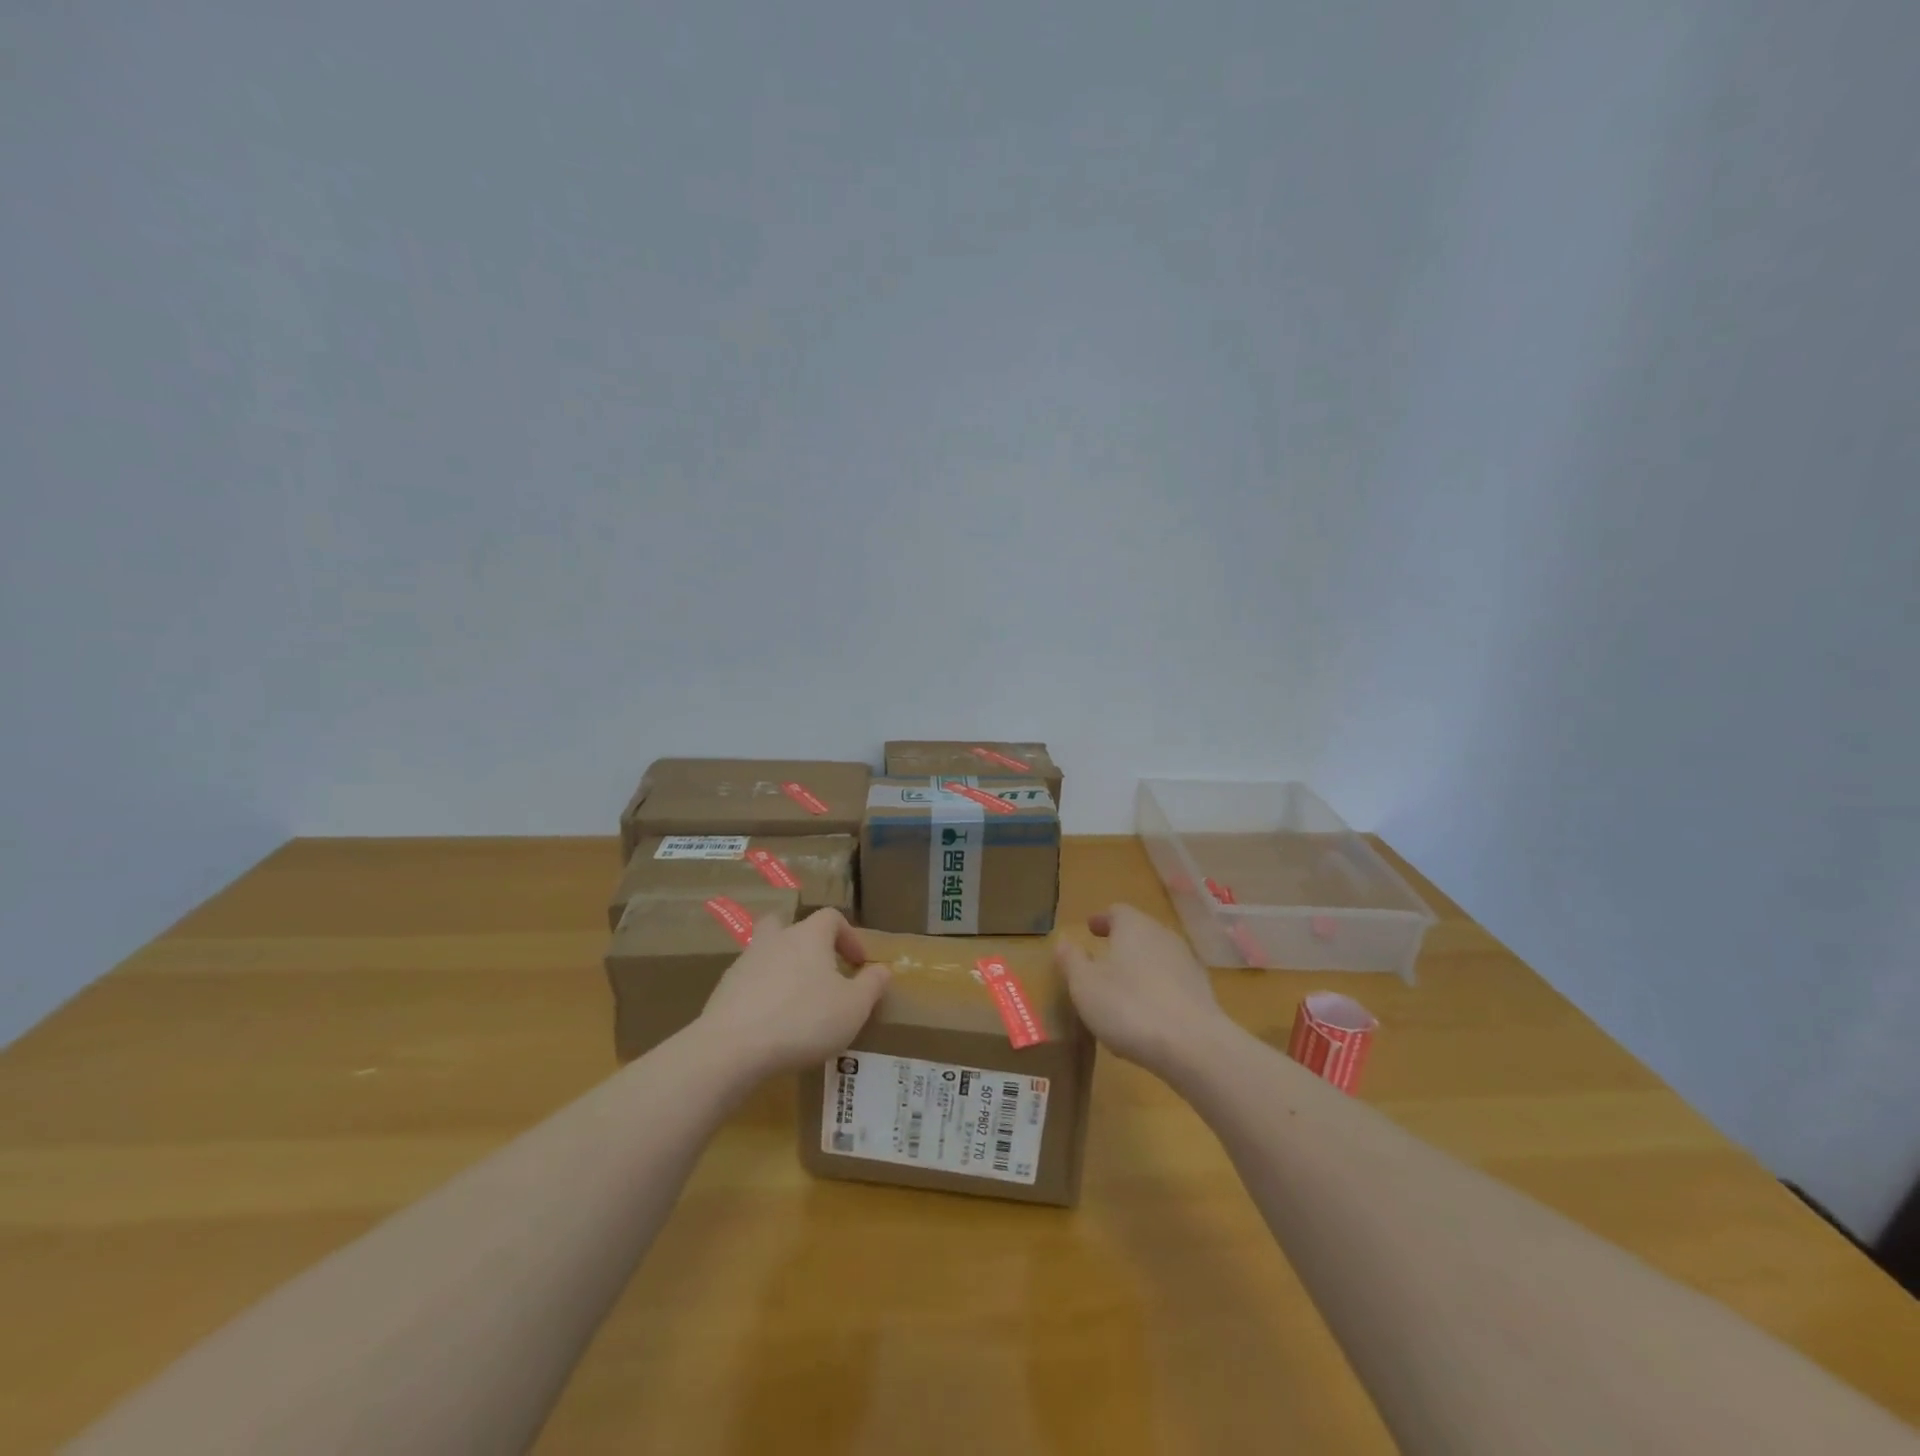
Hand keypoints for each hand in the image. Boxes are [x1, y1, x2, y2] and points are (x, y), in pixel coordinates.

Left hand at [700, 909, 889, 1074]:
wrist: (732, 1047)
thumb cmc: (804, 1020)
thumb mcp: (854, 1007)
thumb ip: (872, 985)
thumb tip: (883, 969)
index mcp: (809, 936)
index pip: (831, 918)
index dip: (849, 937)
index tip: (858, 964)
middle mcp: (776, 939)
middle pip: (789, 925)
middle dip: (805, 942)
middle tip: (819, 969)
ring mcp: (745, 962)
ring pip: (766, 952)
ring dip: (782, 968)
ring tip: (795, 1001)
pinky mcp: (724, 989)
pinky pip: (749, 981)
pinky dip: (762, 993)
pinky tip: (770, 1022)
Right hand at [1055, 904, 1228, 1074]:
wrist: (1194, 1047)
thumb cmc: (1129, 1007)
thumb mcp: (1085, 985)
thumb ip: (1071, 960)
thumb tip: (1064, 941)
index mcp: (1134, 926)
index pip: (1117, 911)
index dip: (1102, 920)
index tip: (1090, 929)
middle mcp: (1163, 937)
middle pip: (1140, 933)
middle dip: (1120, 944)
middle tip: (1102, 960)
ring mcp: (1187, 965)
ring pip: (1156, 960)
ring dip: (1138, 970)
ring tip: (1121, 993)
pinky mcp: (1202, 994)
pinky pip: (1171, 986)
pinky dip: (1156, 993)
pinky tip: (1145, 1019)